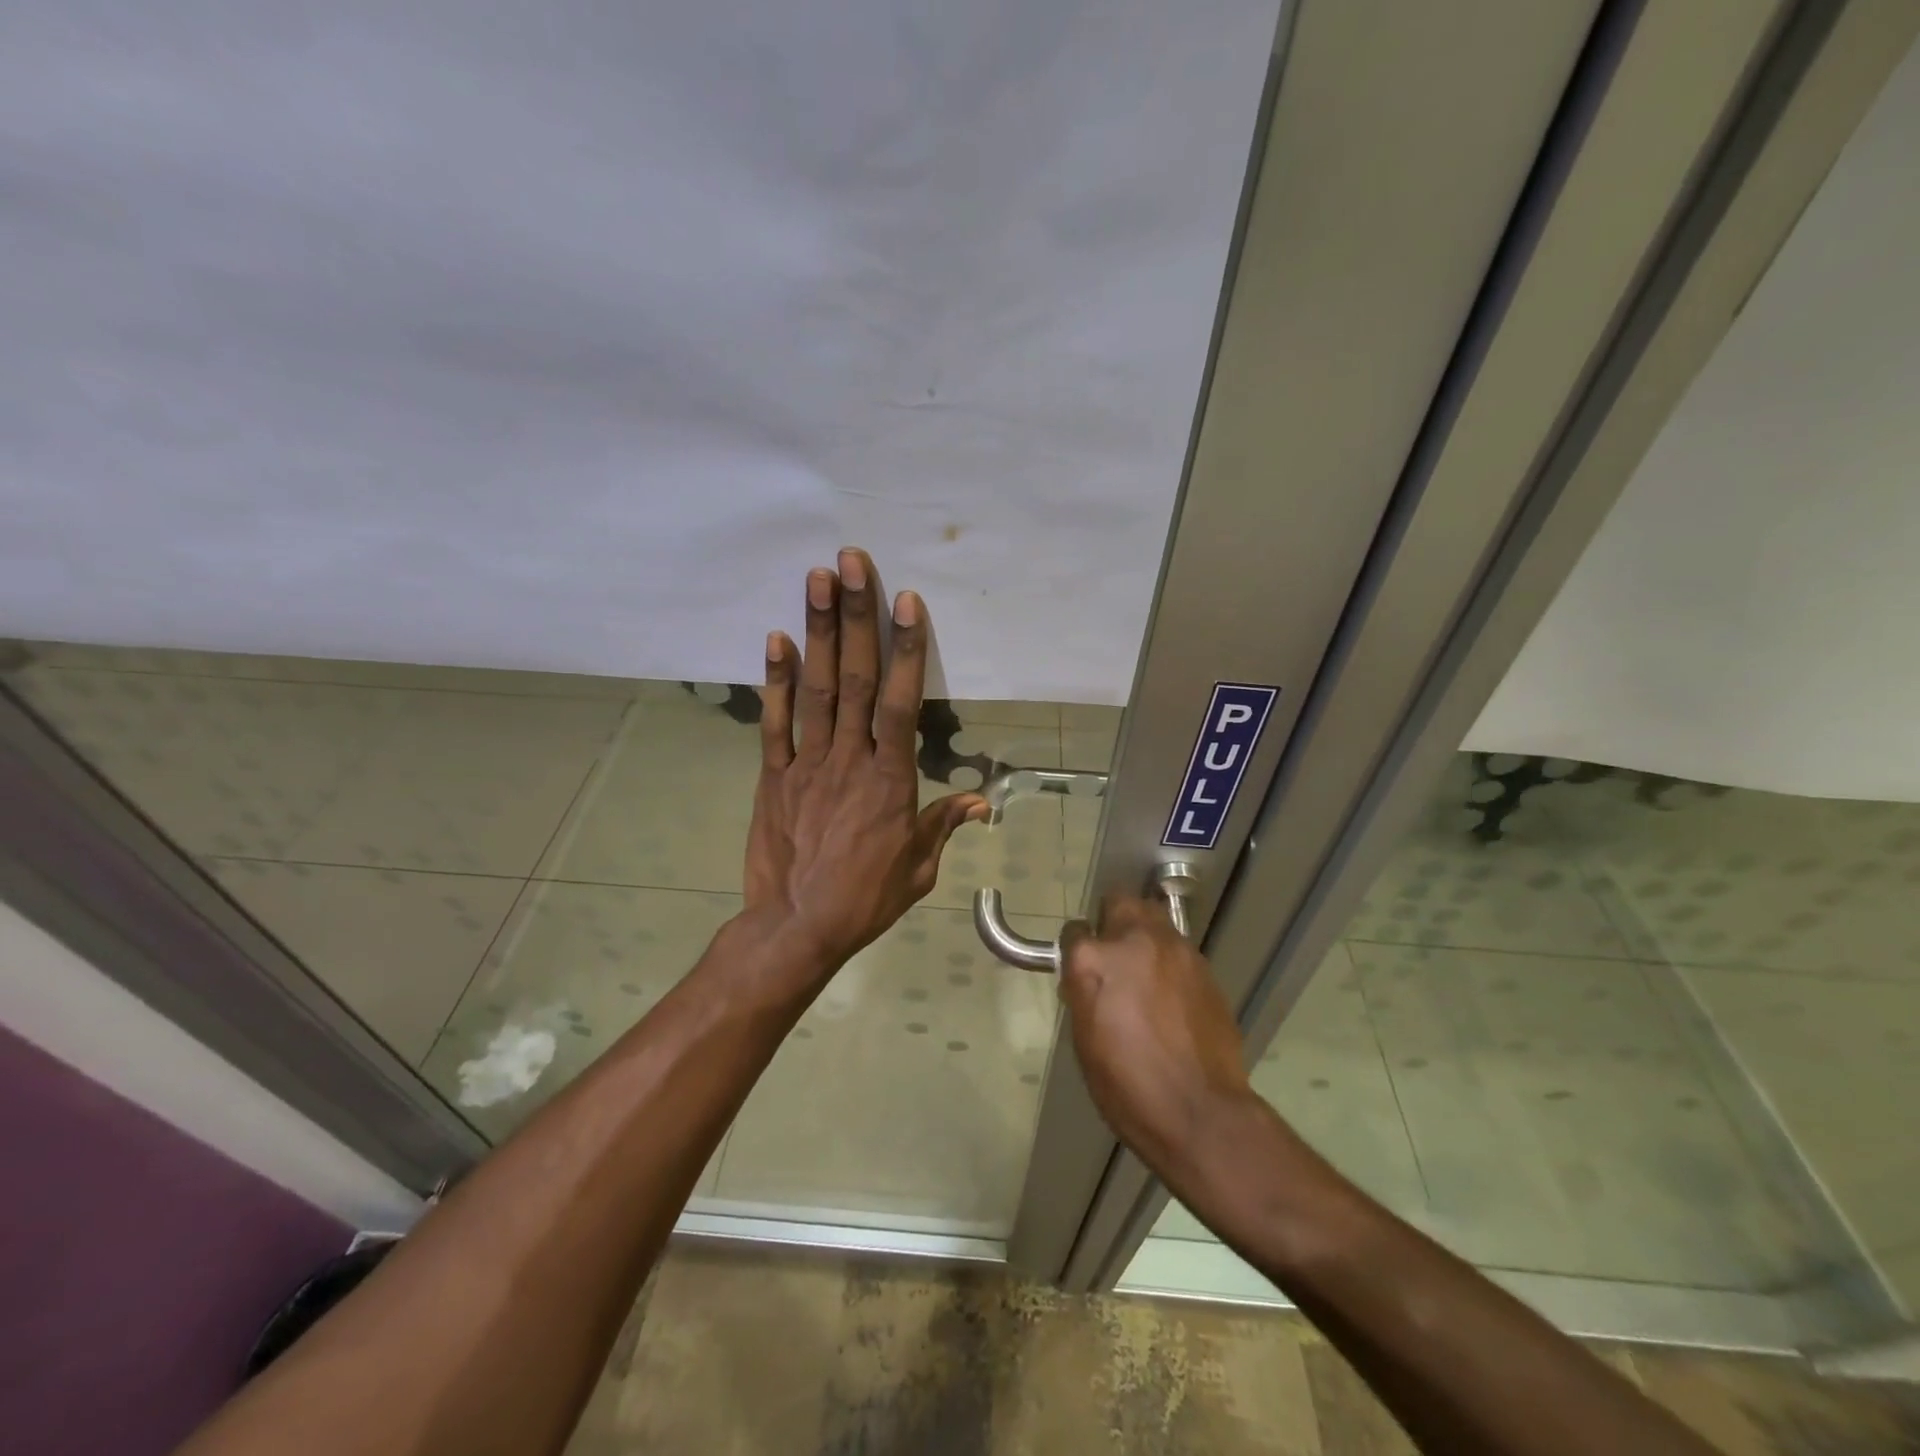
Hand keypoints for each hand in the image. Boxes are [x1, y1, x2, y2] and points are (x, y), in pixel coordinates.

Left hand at [743, 548, 986, 973]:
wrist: (796, 928)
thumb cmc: (866, 899)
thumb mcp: (919, 868)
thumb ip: (944, 825)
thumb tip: (980, 803)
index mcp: (891, 780)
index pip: (899, 703)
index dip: (903, 650)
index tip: (905, 602)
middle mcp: (849, 759)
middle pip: (854, 679)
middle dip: (855, 617)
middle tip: (850, 562)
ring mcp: (807, 764)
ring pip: (816, 689)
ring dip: (818, 632)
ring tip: (816, 579)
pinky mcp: (773, 776)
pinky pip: (775, 723)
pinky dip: (775, 681)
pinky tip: (776, 638)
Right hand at [1059, 896, 1254, 1181]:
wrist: (1199, 1112)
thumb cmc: (1127, 1086)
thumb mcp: (1085, 1040)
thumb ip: (1082, 992)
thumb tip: (1084, 976)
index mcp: (1094, 960)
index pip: (1074, 931)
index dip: (1075, 949)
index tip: (1079, 968)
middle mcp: (1134, 940)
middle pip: (1120, 902)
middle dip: (1112, 920)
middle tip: (1112, 955)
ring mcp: (1175, 950)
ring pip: (1154, 918)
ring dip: (1144, 936)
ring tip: (1144, 973)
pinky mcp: (1204, 967)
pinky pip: (1178, 948)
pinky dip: (1169, 960)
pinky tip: (1171, 994)